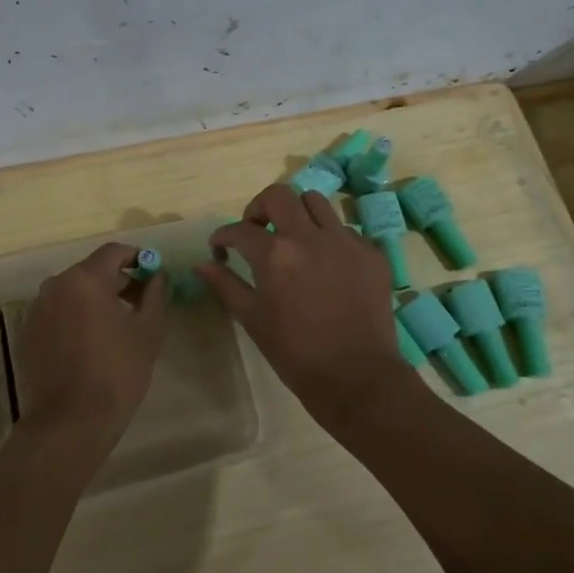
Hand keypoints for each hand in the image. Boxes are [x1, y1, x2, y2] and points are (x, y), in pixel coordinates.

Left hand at [16, 242, 167, 454]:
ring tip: (116, 327)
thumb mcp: (148, 331)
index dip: (137, 258)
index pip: (113, 252)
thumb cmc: (117, 372)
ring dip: (95, 300)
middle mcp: (55, 286)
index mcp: (84, 279)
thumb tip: (157, 275)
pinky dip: (75, 319)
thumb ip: (154, 294)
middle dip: (117, 281)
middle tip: (139, 303)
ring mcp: (36, 310)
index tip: (153, 273)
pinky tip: (90, 345)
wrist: (70, 423)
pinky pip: (57, 314)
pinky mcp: (27, 334)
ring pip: (73, 293)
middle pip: (91, 271)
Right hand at [197, 184, 410, 424]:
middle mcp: (310, 237)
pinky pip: (345, 230)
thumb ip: (226, 285)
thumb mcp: (253, 319)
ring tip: (294, 238)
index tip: (220, 248)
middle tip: (256, 231)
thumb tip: (202, 264)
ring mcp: (345, 241)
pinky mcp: (371, 253)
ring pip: (315, 202)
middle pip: (279, 195)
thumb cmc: (296, 353)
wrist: (357, 377)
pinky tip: (326, 264)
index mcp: (275, 254)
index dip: (222, 236)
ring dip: (297, 213)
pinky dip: (329, 238)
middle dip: (259, 208)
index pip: (239, 229)